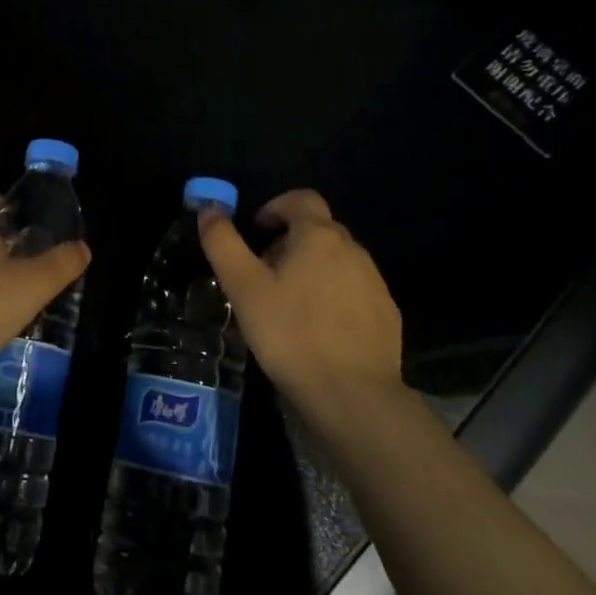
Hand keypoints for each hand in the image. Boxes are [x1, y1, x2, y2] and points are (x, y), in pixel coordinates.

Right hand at [198, 189, 403, 416]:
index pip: (301, 198)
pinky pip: (354, 290)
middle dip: (289, 242)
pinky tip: (317, 330)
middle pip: (318, 229)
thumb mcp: (244, 288)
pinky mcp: (386, 314)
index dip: (276, 207)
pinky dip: (333, 296)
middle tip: (263, 274)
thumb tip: (209, 208)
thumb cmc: (291, 334)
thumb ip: (223, 243)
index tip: (257, 231)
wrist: (354, 396)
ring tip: (287, 305)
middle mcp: (353, 249)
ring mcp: (375, 282)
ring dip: (311, 269)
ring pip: (337, 261)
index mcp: (319, 236)